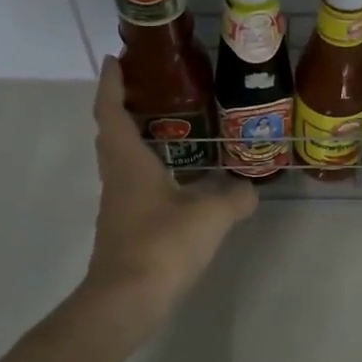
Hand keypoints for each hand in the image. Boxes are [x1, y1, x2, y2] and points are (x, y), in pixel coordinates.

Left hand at [80, 56, 257, 340]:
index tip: (115, 60)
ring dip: (138, 142)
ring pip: (122, 163)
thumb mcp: (209, 216)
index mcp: (128, 162)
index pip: (111, 112)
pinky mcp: (126, 230)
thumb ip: (234, 196)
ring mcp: (118, 206)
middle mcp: (117, 179)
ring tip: (171, 131)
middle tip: (151, 90)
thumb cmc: (161, 245)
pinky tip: (178, 182)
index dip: (111, 84)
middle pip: (112, 135)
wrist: (127, 301)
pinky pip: (135, 188)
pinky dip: (151, 173)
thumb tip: (250, 188)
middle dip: (124, 108)